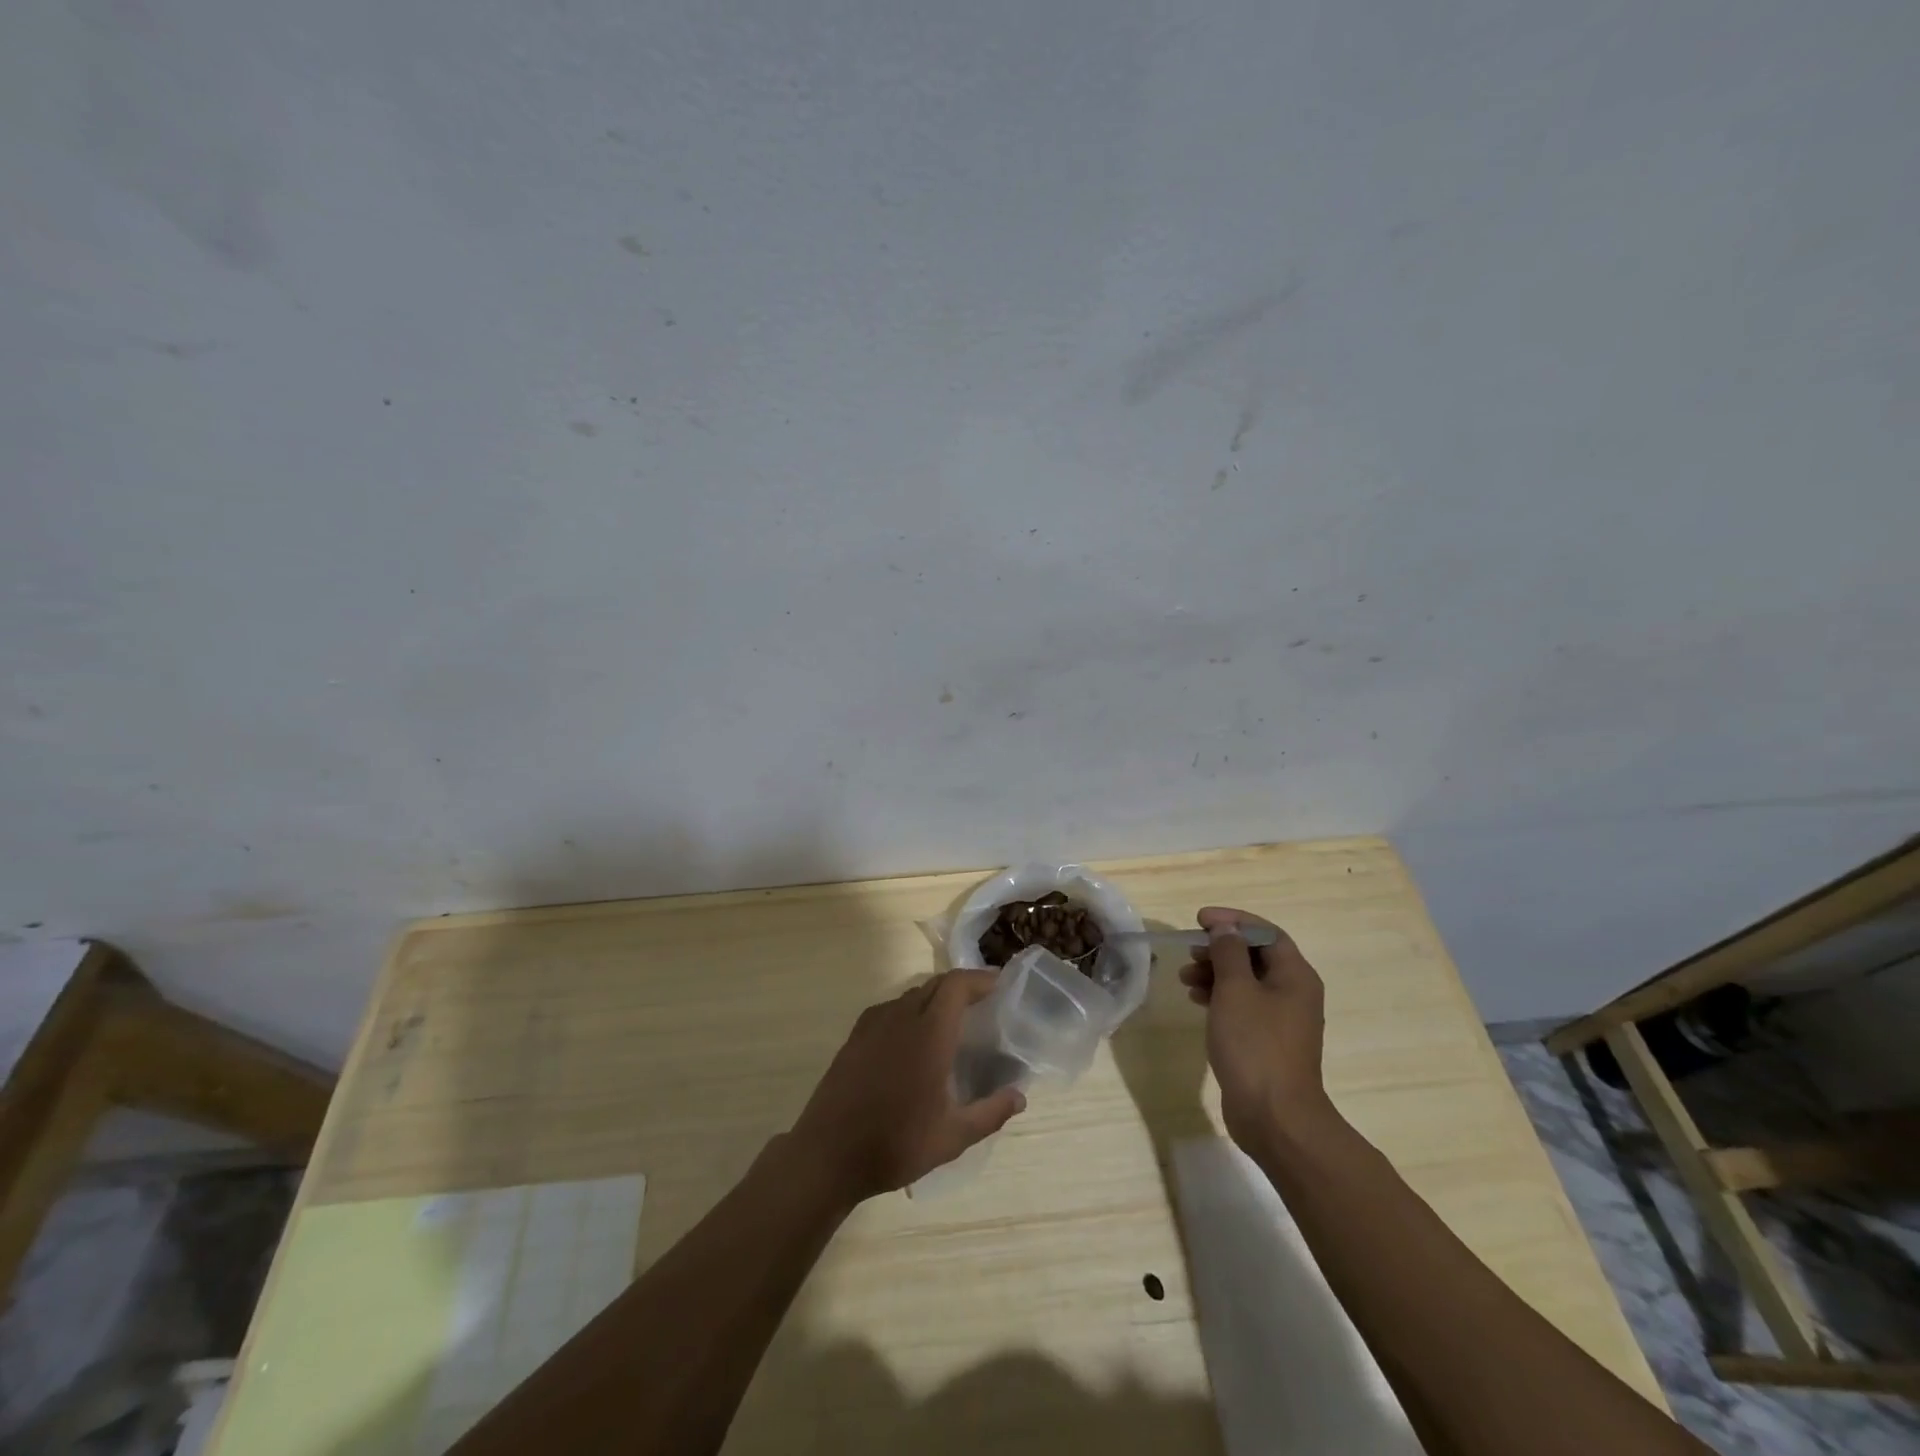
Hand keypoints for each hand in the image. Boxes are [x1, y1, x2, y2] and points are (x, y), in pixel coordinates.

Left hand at [789, 970, 1026, 1204]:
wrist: (828, 1154)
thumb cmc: (895, 1144)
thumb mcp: (951, 1138)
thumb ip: (989, 1113)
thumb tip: (1020, 1097)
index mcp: (929, 1034)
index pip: (956, 985)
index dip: (979, 979)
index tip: (999, 985)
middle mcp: (901, 1017)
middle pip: (936, 984)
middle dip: (961, 986)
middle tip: (982, 1002)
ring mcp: (874, 1024)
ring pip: (912, 994)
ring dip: (936, 997)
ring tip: (952, 1020)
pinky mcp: (856, 1036)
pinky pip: (890, 1008)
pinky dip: (910, 1009)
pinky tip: (913, 1037)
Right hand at [1178, 906, 1334, 1151]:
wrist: (1274, 1117)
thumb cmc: (1255, 1045)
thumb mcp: (1235, 990)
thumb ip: (1228, 953)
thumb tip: (1225, 929)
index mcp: (1295, 976)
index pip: (1266, 933)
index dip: (1233, 921)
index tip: (1200, 920)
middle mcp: (1294, 993)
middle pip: (1255, 956)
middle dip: (1220, 948)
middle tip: (1189, 951)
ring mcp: (1282, 1020)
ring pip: (1246, 981)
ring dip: (1215, 972)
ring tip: (1185, 978)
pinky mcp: (1267, 1041)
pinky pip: (1243, 1005)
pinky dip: (1219, 997)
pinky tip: (1197, 1001)